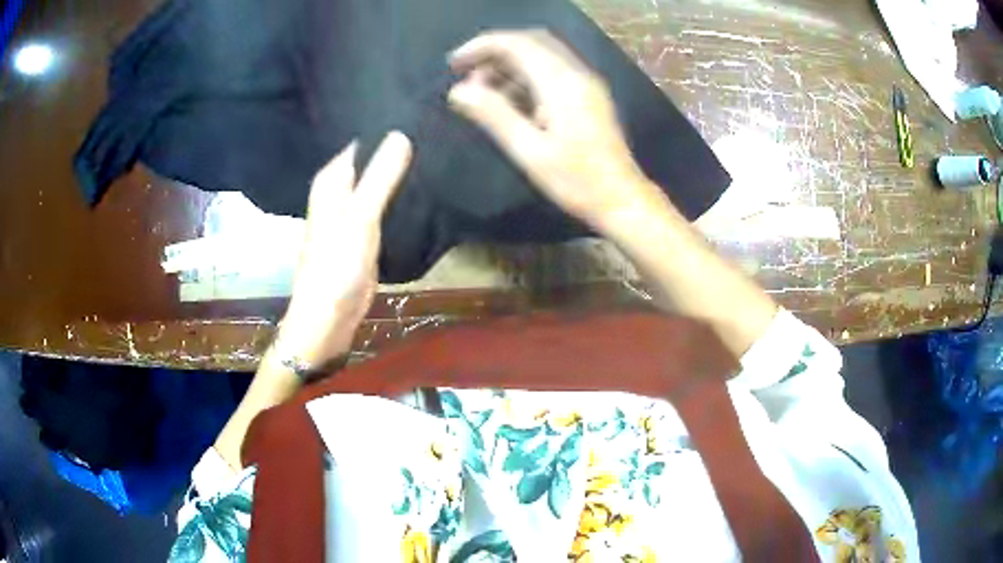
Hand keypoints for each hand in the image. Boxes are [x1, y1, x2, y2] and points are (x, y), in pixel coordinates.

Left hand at [278, 132, 412, 365]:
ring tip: (435, 147)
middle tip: (434, 125)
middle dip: (396, 145)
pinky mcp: (367, 231)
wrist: (330, 316)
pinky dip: (400, 194)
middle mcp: (340, 190)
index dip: (385, 124)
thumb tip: (402, 132)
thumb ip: (380, 177)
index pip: (360, 139)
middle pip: (371, 158)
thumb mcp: (360, 217)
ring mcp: (354, 211)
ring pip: (379, 180)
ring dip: (400, 170)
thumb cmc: (337, 265)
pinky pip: (385, 202)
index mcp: (332, 179)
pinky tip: (423, 184)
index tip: (419, 108)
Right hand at [447, 30, 665, 233]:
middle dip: (493, 52)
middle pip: (530, 43)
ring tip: (479, 91)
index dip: (482, 46)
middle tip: (464, 73)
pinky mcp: (587, 97)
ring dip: (508, 65)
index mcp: (562, 82)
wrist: (622, 199)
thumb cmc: (577, 181)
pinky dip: (524, 77)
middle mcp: (576, 74)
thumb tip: (458, 91)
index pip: (517, 44)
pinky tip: (507, 99)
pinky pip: (551, 73)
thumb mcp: (529, 151)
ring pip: (541, 57)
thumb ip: (494, 115)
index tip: (454, 64)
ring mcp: (585, 84)